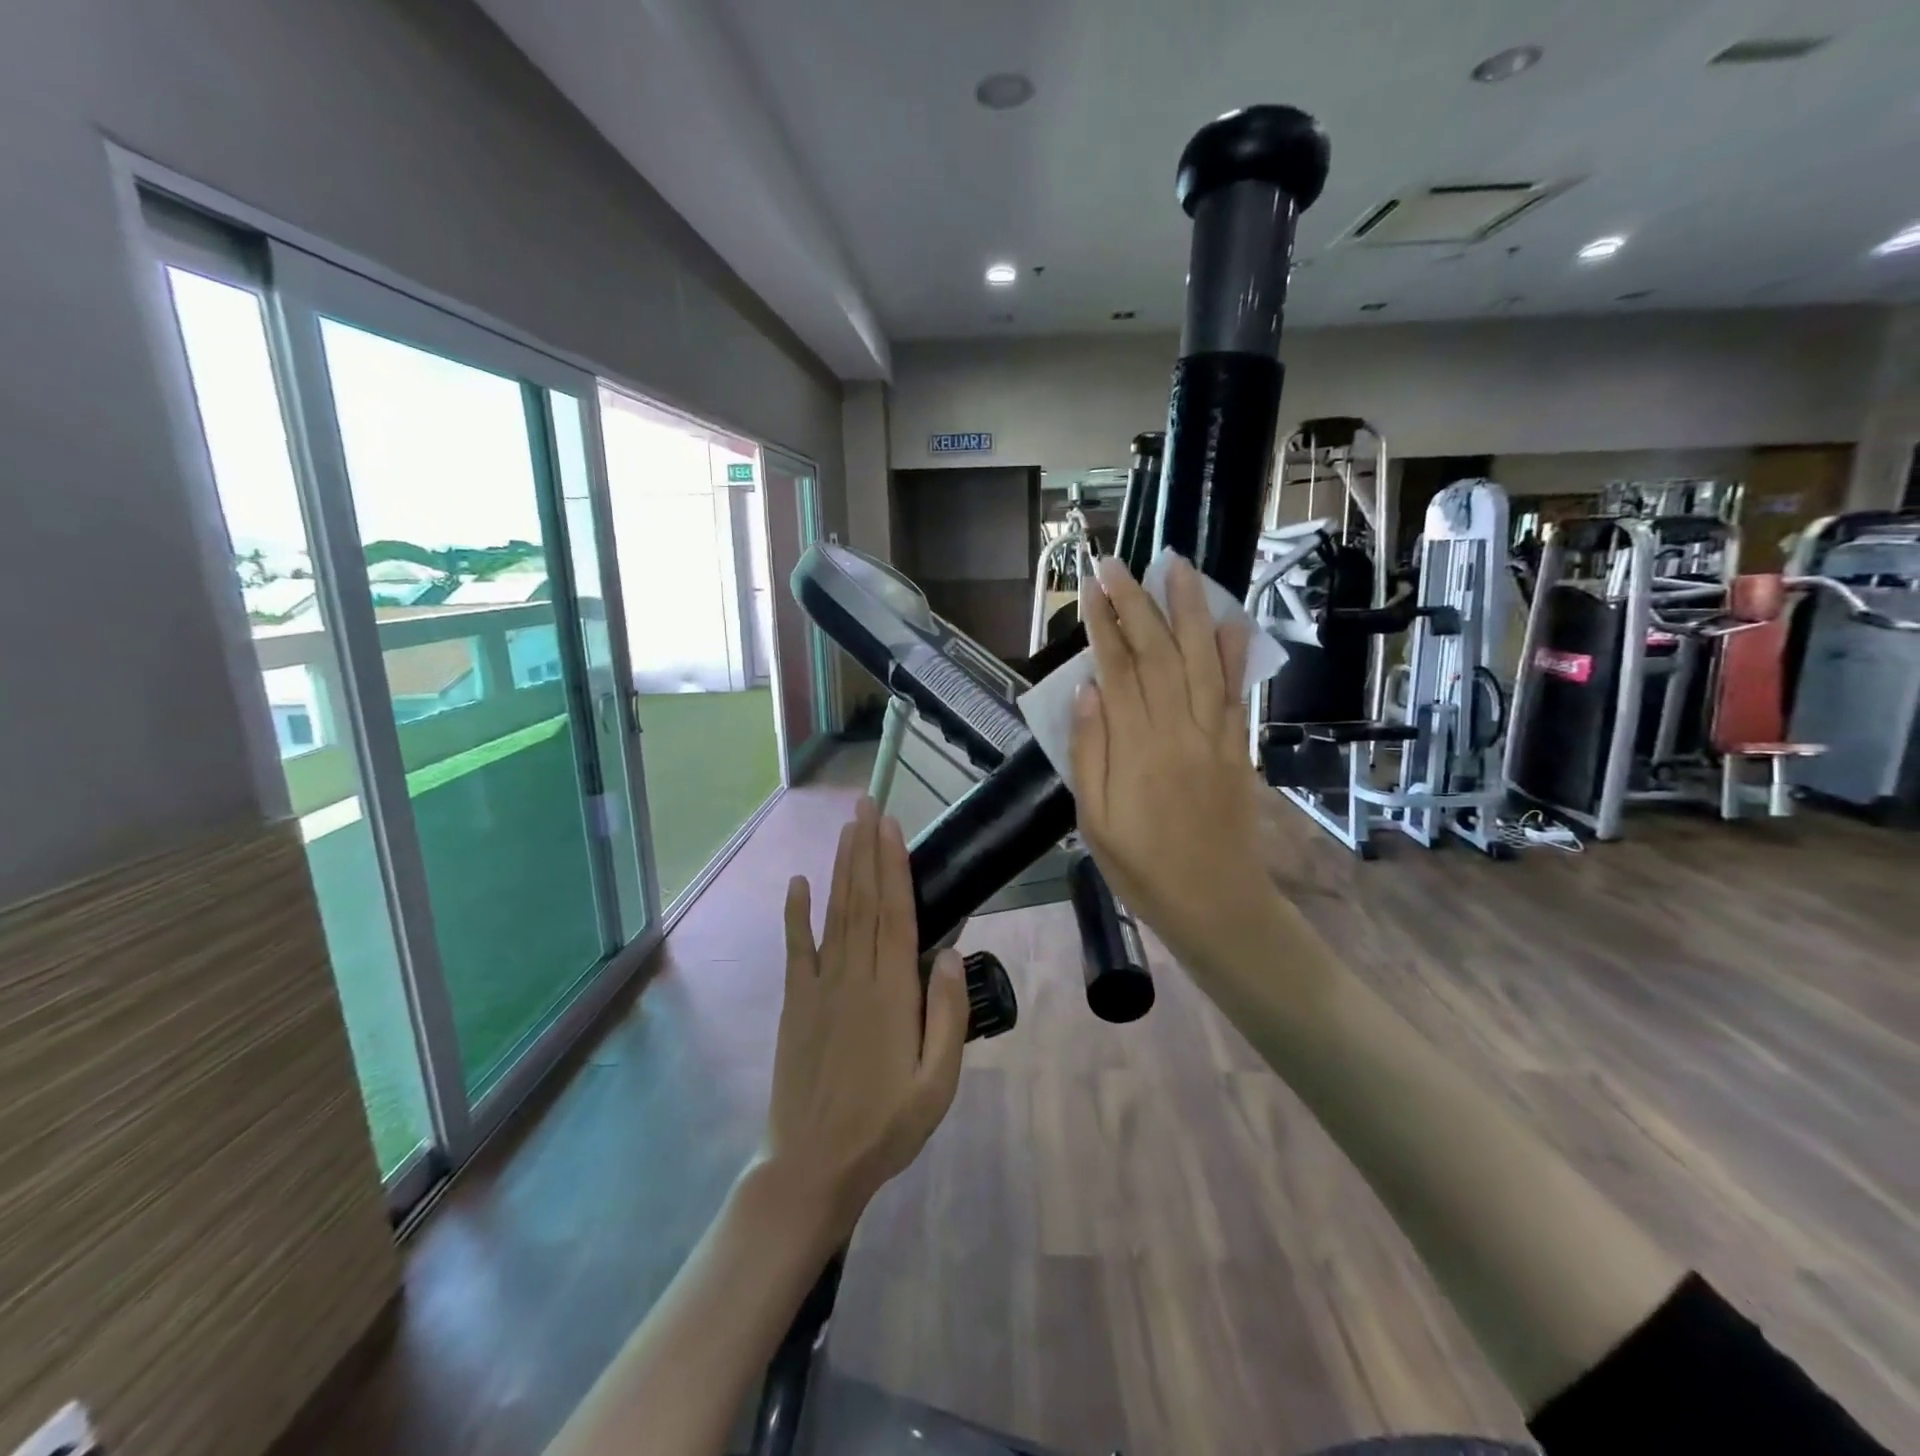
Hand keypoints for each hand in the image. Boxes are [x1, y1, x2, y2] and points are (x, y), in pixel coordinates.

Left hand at [758, 797, 967, 1244]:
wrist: (813, 1165)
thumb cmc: (885, 1125)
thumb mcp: (937, 1082)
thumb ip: (946, 1015)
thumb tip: (951, 953)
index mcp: (892, 993)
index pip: (894, 913)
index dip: (893, 866)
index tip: (891, 827)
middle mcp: (854, 977)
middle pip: (863, 901)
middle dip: (865, 850)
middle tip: (867, 806)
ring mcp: (820, 986)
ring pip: (834, 914)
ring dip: (841, 868)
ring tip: (846, 829)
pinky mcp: (797, 1002)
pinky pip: (797, 948)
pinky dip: (796, 913)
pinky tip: (797, 883)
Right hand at [1070, 555, 1277, 978]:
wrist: (1215, 903)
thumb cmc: (1142, 867)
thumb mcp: (1094, 822)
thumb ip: (1089, 754)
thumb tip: (1085, 691)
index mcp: (1135, 748)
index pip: (1117, 670)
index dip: (1104, 624)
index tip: (1093, 586)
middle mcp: (1176, 729)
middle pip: (1157, 653)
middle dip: (1136, 603)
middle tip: (1119, 563)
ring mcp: (1213, 735)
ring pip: (1200, 659)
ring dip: (1189, 610)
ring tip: (1178, 567)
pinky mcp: (1237, 747)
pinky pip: (1235, 692)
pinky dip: (1234, 654)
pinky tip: (1230, 620)